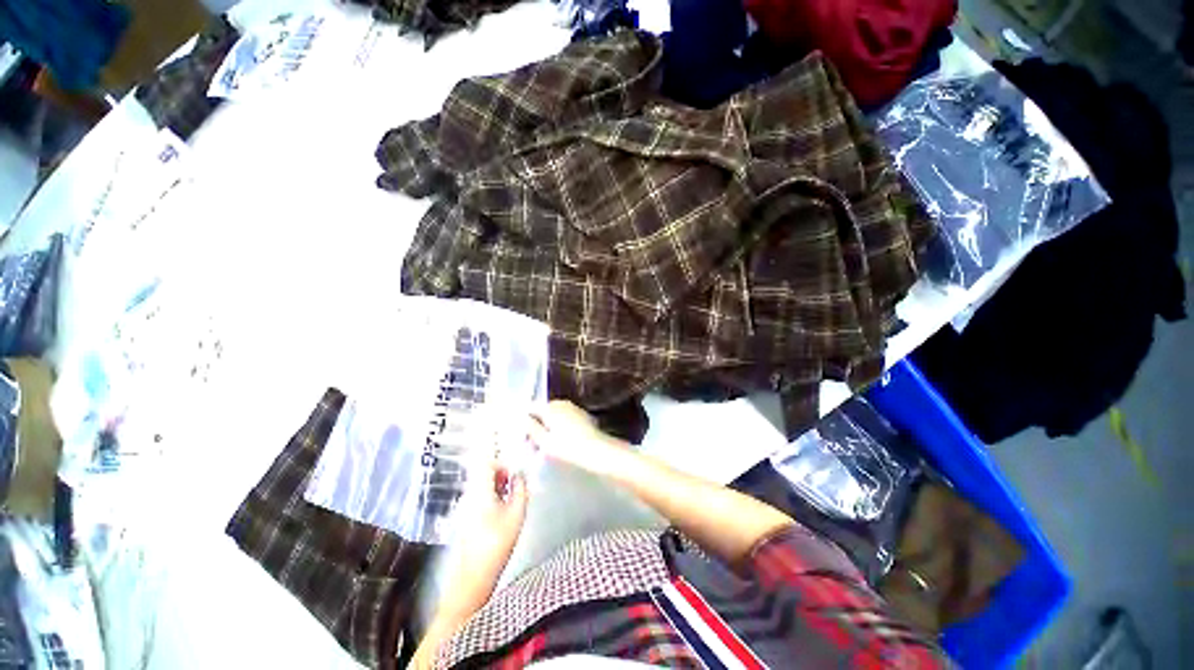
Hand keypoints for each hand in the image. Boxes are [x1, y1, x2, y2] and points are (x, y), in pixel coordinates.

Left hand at [459, 464, 528, 575]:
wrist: (472, 577)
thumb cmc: (496, 543)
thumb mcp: (516, 513)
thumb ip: (520, 489)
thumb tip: (521, 476)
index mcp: (479, 490)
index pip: (487, 463)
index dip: (502, 462)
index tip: (515, 471)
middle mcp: (469, 495)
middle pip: (483, 473)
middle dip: (502, 475)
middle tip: (516, 484)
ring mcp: (464, 508)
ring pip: (481, 486)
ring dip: (497, 486)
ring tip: (512, 498)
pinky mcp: (465, 520)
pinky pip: (478, 498)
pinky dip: (491, 498)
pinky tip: (502, 512)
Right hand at [528, 401, 627, 475]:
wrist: (596, 450)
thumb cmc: (567, 447)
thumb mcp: (544, 441)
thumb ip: (531, 427)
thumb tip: (522, 418)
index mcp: (550, 406)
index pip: (530, 408)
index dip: (524, 422)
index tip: (523, 437)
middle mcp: (561, 402)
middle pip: (542, 412)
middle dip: (537, 426)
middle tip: (534, 446)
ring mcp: (572, 407)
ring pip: (554, 415)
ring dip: (549, 427)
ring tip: (548, 446)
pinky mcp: (581, 414)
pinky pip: (565, 418)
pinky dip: (560, 427)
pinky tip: (562, 442)